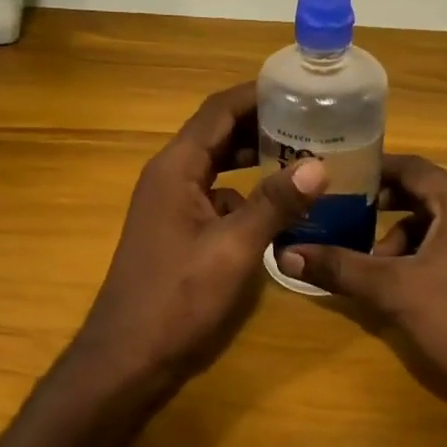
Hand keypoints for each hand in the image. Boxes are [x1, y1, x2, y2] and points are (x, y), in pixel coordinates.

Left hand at [78, 83, 327, 387]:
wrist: (128, 358)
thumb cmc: (176, 299)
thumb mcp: (232, 249)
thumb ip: (274, 204)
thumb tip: (318, 165)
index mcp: (175, 168)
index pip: (219, 111)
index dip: (258, 94)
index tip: (301, 88)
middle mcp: (170, 178)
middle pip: (219, 134)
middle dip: (264, 124)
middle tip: (315, 122)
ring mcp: (172, 206)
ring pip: (220, 167)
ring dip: (257, 159)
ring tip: (307, 157)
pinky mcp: (179, 232)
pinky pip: (218, 198)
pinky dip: (248, 194)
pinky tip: (281, 209)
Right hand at [278, 156, 446, 419]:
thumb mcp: (392, 290)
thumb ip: (340, 267)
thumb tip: (286, 254)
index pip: (412, 167)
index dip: (371, 170)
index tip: (335, 176)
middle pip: (425, 195)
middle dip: (381, 209)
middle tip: (341, 219)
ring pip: (439, 225)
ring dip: (402, 240)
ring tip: (372, 268)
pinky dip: (425, 257)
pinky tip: (404, 287)